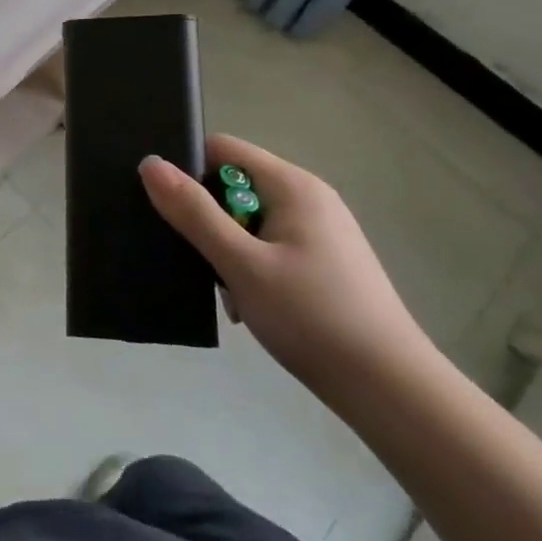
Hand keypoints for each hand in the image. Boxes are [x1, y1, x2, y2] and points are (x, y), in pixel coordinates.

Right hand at [138, 135, 435, 403]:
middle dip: (208, 218)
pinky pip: (270, 245)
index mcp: (292, 185)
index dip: (188, 170)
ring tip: (225, 290)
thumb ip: (193, 213)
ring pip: (249, 220)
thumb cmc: (312, 318)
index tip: (168, 207)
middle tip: (196, 258)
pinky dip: (251, 267)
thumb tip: (149, 163)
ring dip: (228, 248)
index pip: (222, 150)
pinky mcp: (324, 262)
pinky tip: (249, 304)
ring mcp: (320, 231)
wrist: (391, 390)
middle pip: (235, 185)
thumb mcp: (241, 264)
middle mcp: (309, 197)